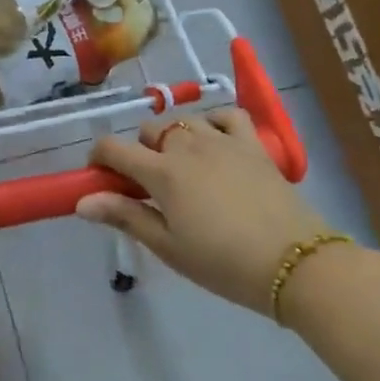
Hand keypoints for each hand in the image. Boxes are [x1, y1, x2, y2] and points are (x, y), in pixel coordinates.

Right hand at [76, 109, 328, 313]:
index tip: (101, 179)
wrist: (297, 265)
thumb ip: (124, 216)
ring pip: (184, 120)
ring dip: (174, 137)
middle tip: (149, 185)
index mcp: (162, 172)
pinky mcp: (254, 145)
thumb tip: (82, 202)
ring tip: (183, 166)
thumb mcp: (168, 246)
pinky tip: (215, 143)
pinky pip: (227, 115)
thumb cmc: (223, 262)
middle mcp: (187, 146)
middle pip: (148, 130)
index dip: (99, 159)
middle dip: (140, 150)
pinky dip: (215, 123)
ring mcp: (223, 141)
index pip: (113, 148)